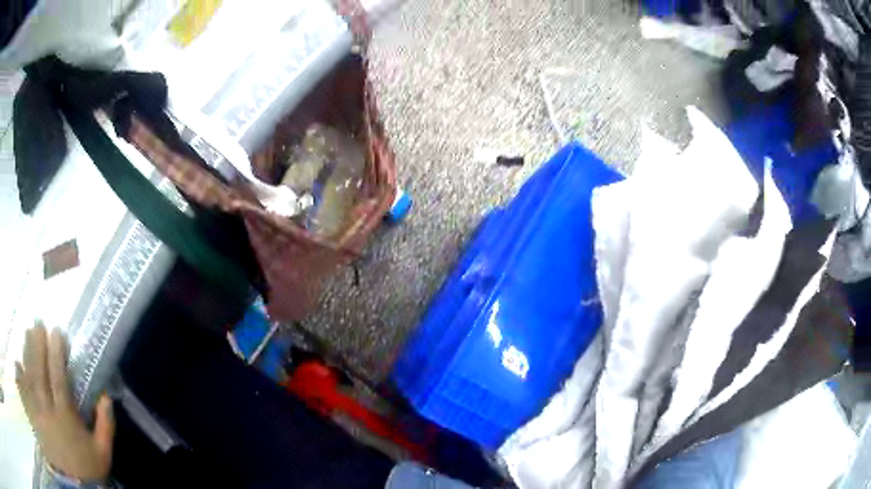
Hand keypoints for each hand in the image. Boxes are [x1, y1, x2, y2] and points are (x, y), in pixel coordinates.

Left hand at [15, 323, 113, 481]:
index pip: (59, 377)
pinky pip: (24, 388)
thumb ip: (105, 425)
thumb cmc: (86, 468)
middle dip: (38, 344)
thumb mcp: (102, 453)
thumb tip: (106, 396)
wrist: (74, 484)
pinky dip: (20, 373)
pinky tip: (18, 361)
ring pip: (29, 374)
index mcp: (65, 414)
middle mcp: (47, 406)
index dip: (57, 353)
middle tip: (38, 323)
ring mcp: (37, 409)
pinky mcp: (33, 413)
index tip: (56, 331)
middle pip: (40, 370)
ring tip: (27, 332)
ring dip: (27, 352)